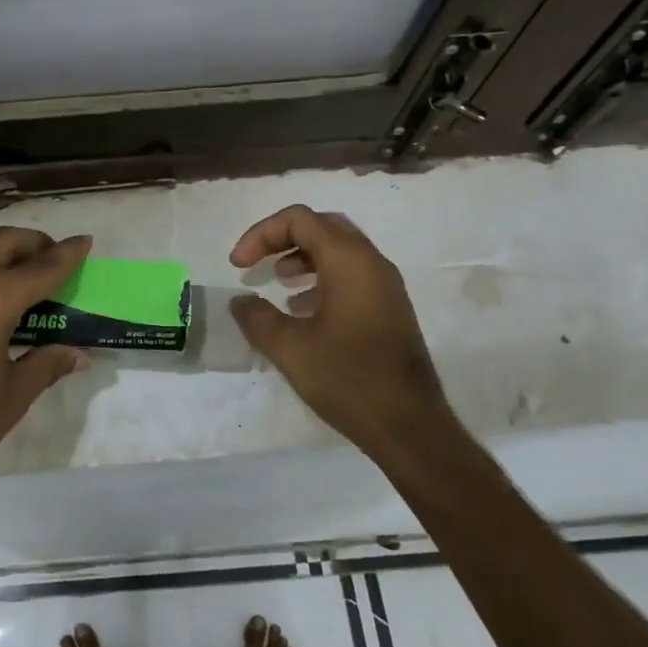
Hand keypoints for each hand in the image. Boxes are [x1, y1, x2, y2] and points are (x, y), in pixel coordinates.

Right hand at [228, 205, 454, 460]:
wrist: (409, 426)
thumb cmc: (347, 379)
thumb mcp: (289, 348)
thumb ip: (257, 317)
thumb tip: (240, 301)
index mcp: (349, 261)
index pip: (299, 220)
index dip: (261, 234)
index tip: (238, 266)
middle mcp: (371, 263)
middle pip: (322, 226)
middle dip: (283, 238)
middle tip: (257, 262)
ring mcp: (385, 285)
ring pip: (339, 249)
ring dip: (303, 257)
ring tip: (279, 282)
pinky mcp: (390, 308)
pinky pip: (352, 274)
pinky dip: (323, 277)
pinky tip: (303, 311)